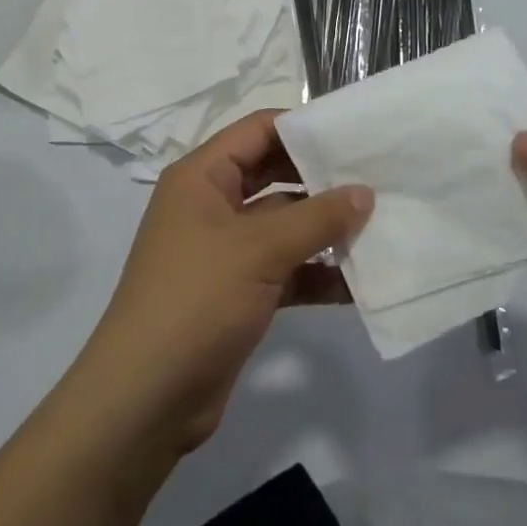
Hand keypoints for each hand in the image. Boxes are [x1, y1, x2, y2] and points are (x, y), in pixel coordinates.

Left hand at [79, 111, 372, 454]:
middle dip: (321, 179)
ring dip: (325, 228)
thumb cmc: (196, 299)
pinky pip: (286, 269)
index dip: (303, 127)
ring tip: (380, 225)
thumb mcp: (259, 249)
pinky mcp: (239, 292)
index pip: (258, 130)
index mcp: (202, 177)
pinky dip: (317, 273)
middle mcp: (212, 205)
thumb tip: (365, 192)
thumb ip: (317, 217)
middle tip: (376, 177)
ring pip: (284, 225)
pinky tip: (360, 282)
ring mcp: (225, 250)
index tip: (354, 133)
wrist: (146, 399)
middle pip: (274, 174)